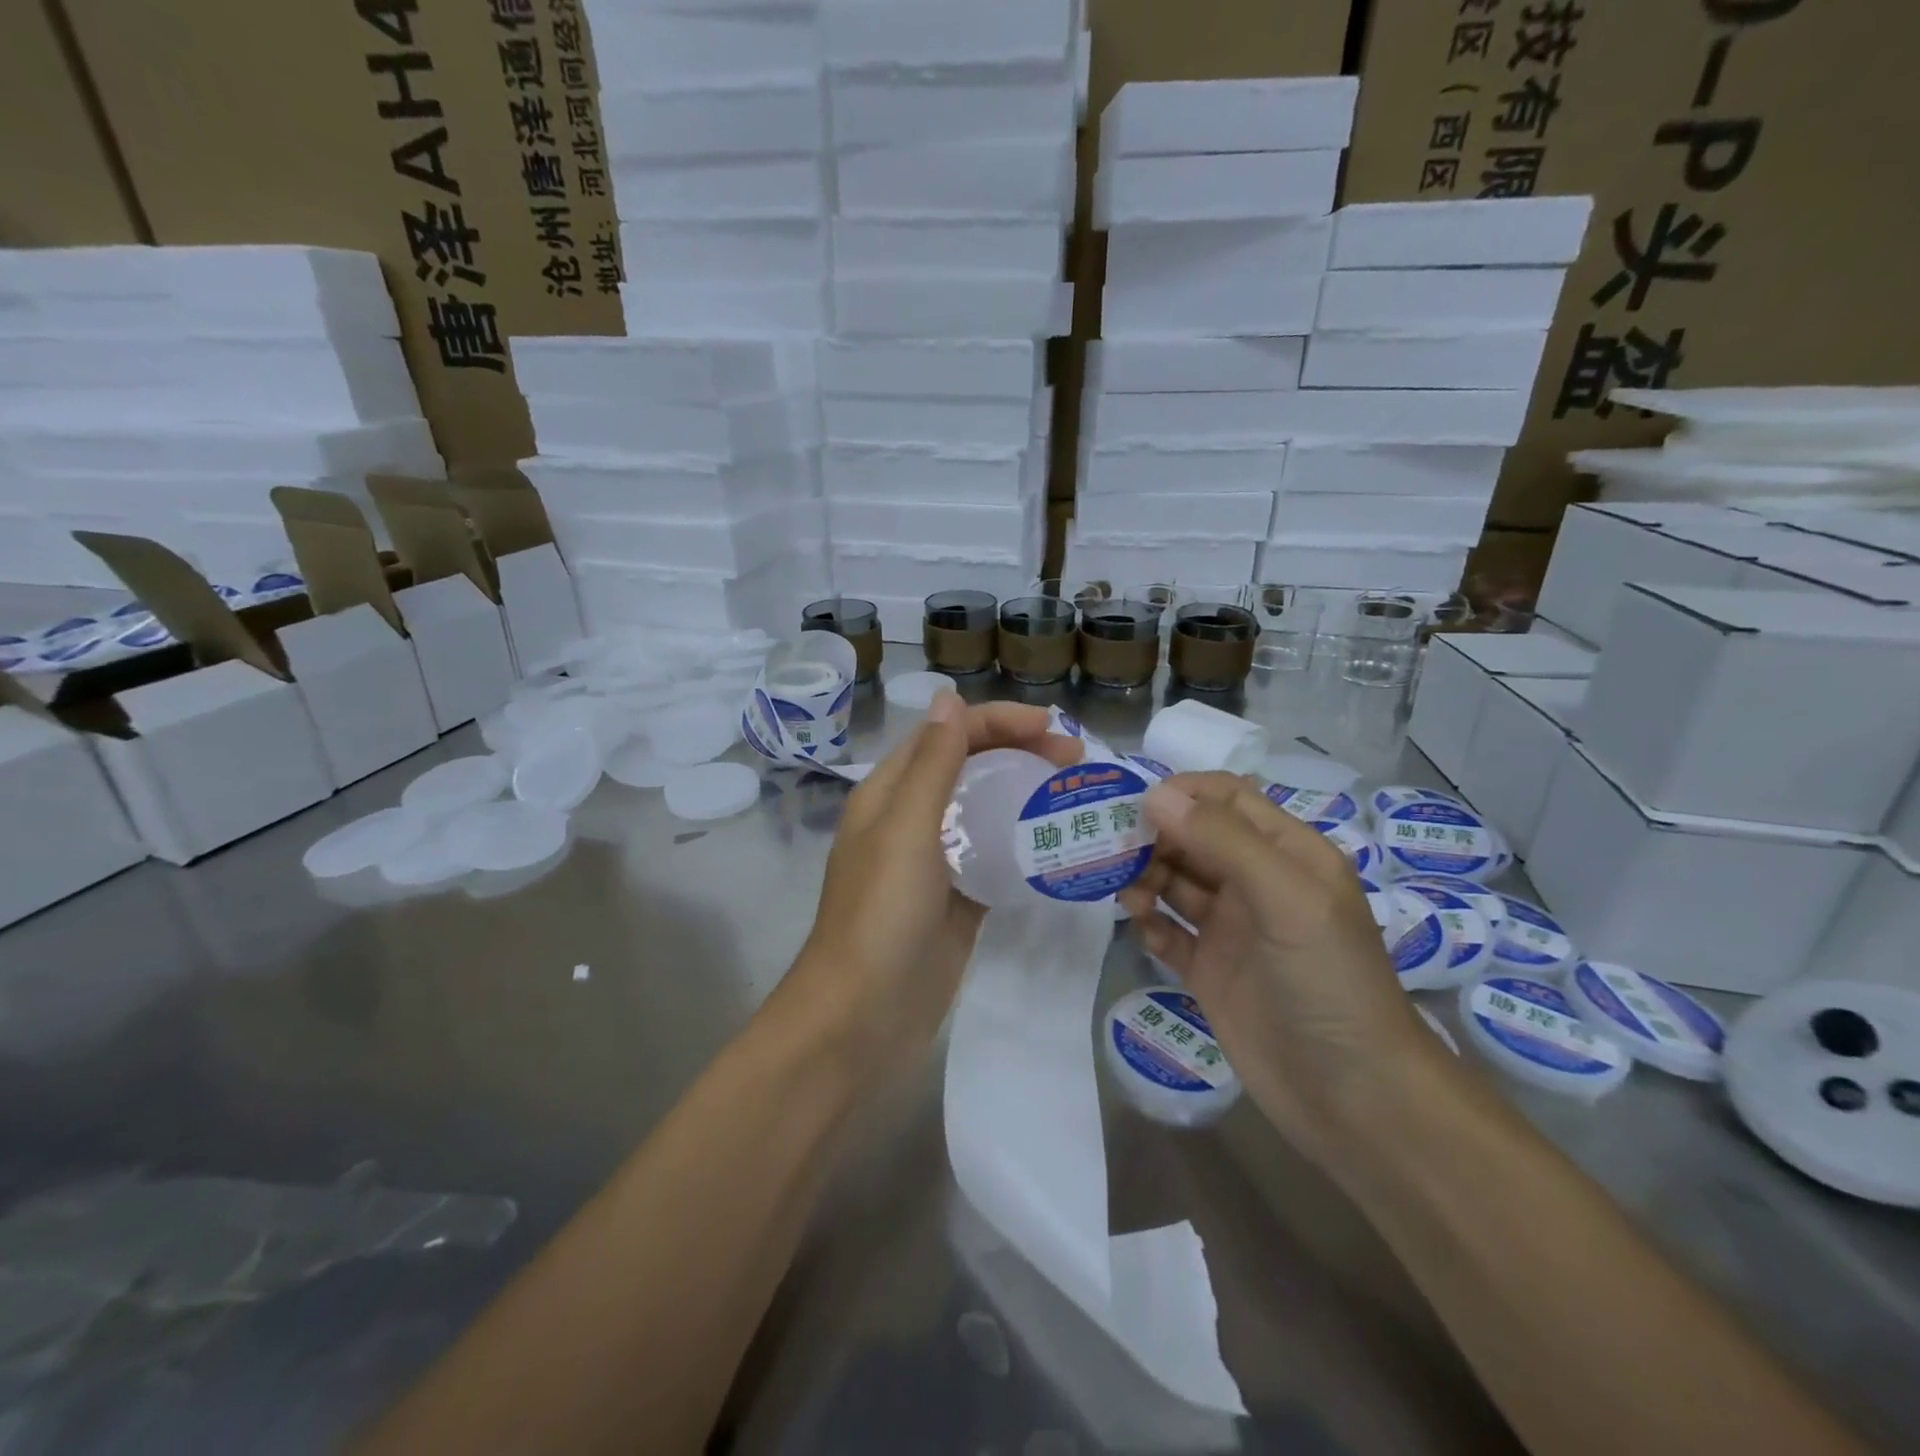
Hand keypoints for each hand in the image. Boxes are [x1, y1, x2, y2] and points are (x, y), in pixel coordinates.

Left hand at [790, 697, 1083, 1083]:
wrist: (863, 1017)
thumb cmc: (880, 915)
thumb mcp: (905, 829)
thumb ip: (931, 764)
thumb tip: (948, 697)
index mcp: (889, 793)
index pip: (947, 735)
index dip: (999, 722)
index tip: (1055, 730)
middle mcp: (909, 819)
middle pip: (968, 766)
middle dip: (1018, 751)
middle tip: (1075, 761)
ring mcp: (933, 862)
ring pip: (983, 810)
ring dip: (1023, 793)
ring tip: (1073, 795)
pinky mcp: (956, 901)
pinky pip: (992, 857)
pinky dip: (1020, 843)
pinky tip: (1055, 843)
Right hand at [1117, 773, 1447, 1172]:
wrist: (1353, 1097)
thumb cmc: (1328, 981)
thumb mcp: (1286, 898)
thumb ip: (1223, 841)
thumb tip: (1155, 795)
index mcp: (1286, 852)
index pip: (1227, 799)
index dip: (1181, 793)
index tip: (1134, 807)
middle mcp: (1256, 882)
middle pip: (1193, 837)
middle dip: (1153, 837)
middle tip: (1113, 852)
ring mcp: (1232, 928)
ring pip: (1175, 882)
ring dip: (1145, 878)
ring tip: (1127, 897)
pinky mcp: (1210, 970)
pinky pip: (1169, 932)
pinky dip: (1150, 924)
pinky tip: (1141, 928)